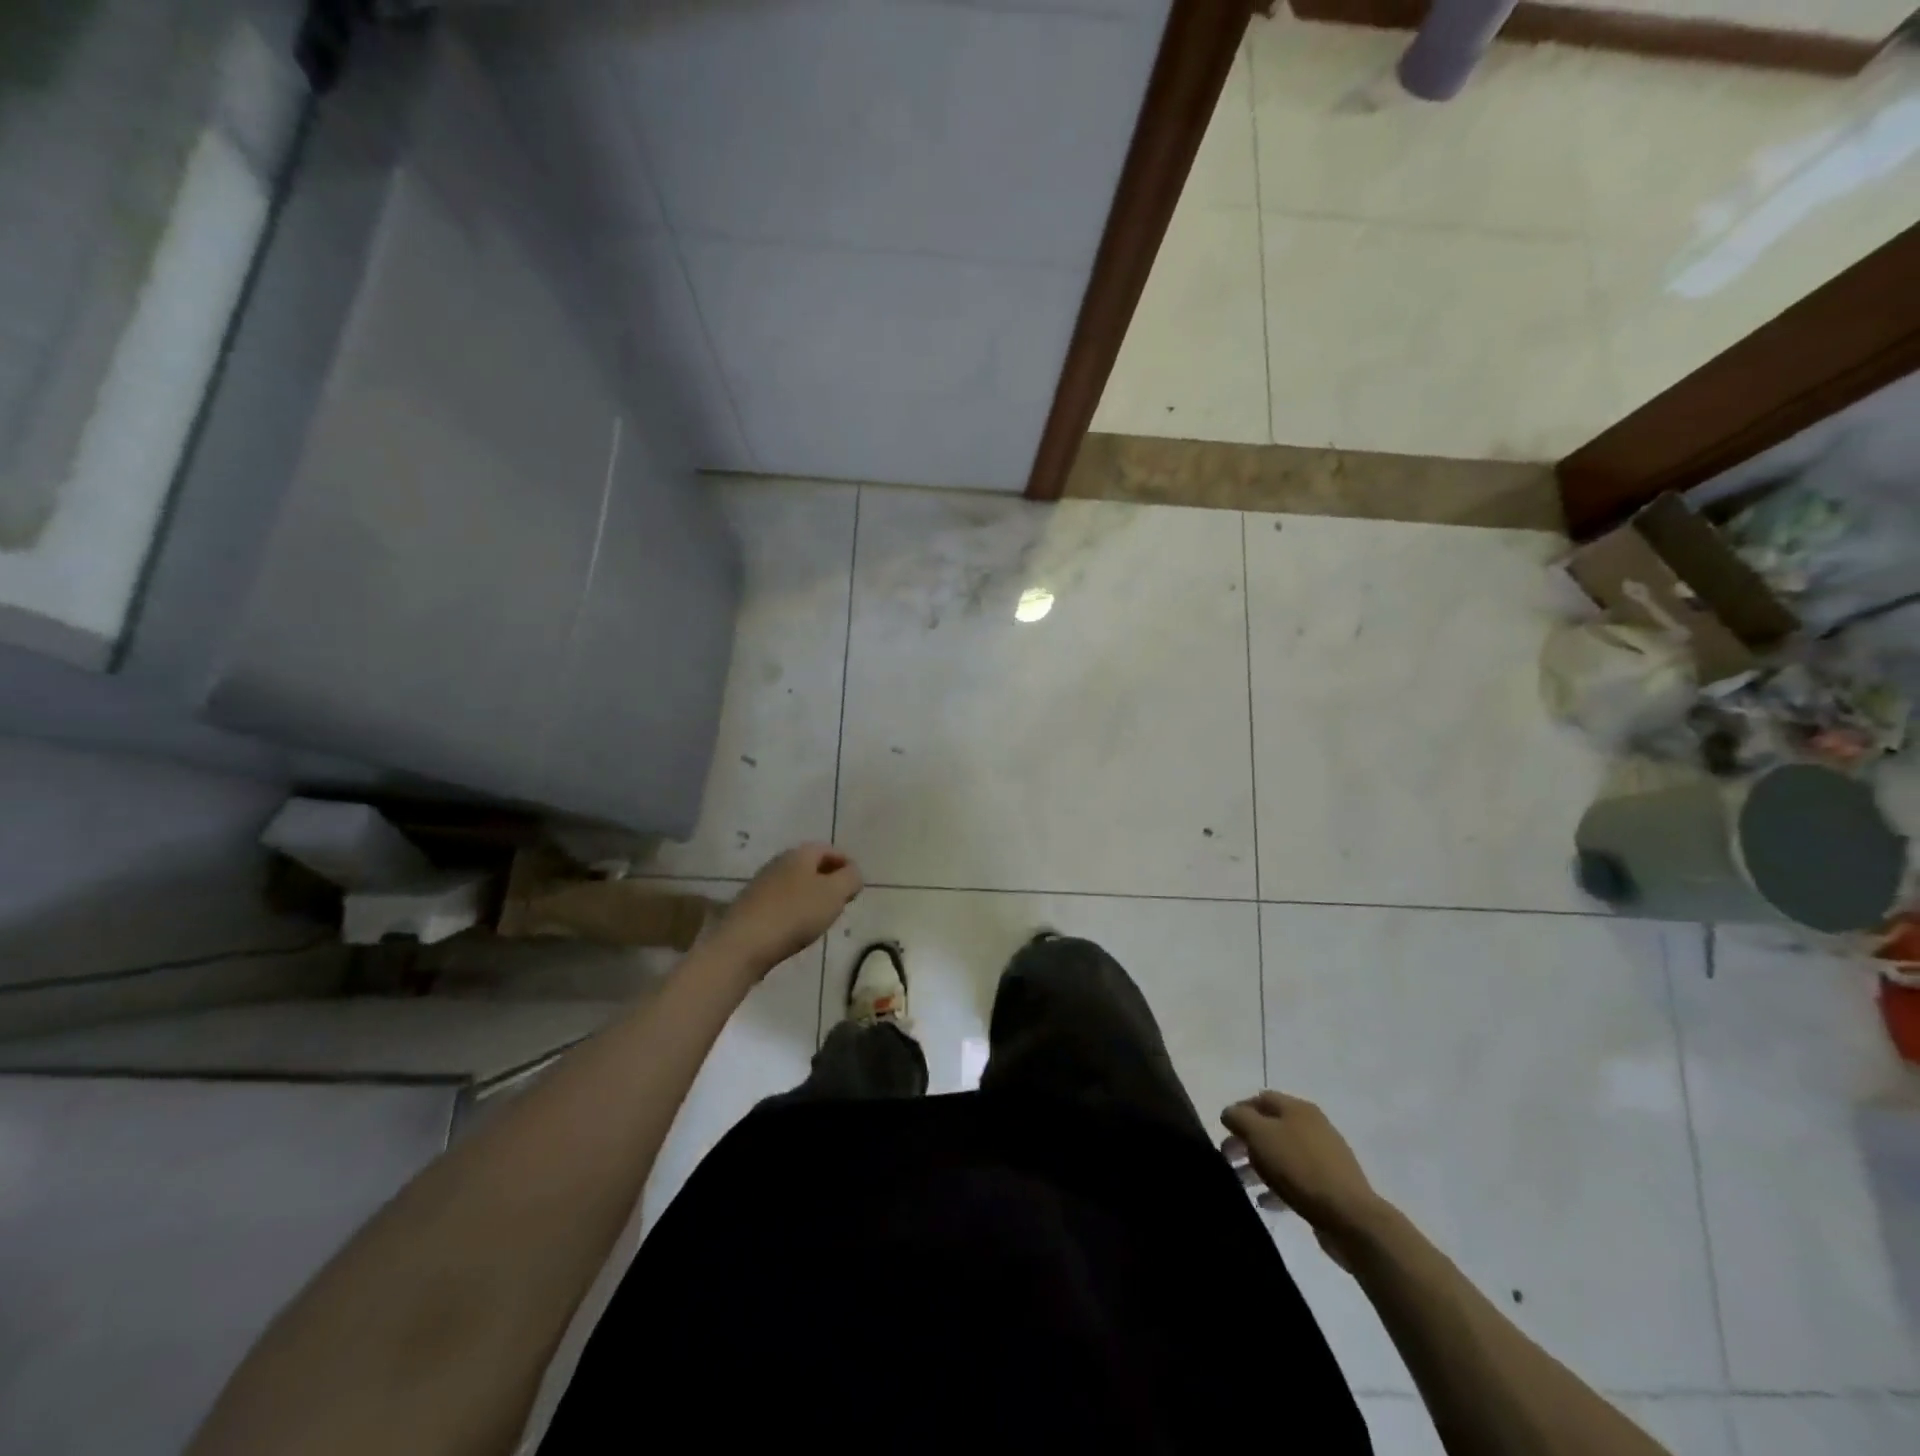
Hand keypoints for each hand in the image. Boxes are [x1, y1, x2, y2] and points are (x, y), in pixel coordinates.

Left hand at [713, 843, 862, 973]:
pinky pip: (781, 902)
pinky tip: (797, 928)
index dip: (846, 864)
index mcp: (800, 854)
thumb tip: (853, 873)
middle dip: (829, 880)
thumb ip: (851, 879)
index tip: (856, 885)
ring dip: (811, 896)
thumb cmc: (795, 913)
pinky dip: (794, 910)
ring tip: (822, 918)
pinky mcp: (750, 907)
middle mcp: (778, 862)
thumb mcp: (834, 894)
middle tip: (842, 901)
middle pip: (811, 866)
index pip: (829, 850)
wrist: (743, 944)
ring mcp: (761, 884)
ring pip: (795, 884)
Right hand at [1222, 1091, 1386, 1268]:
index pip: (1260, 1099)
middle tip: (1227, 1159)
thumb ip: (1239, 1118)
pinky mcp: (1330, 1186)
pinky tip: (1265, 1202)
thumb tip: (1230, 1114)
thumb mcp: (1259, 1135)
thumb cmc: (1299, 1167)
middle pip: (1271, 1127)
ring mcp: (1324, 1157)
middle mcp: (1313, 1126)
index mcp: (1298, 1108)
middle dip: (1246, 1141)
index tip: (1222, 1132)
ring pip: (1282, 1155)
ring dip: (1259, 1166)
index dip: (1238, 1111)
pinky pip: (1296, 1180)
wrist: (1351, 1217)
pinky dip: (1277, 1186)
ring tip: (1242, 1183)